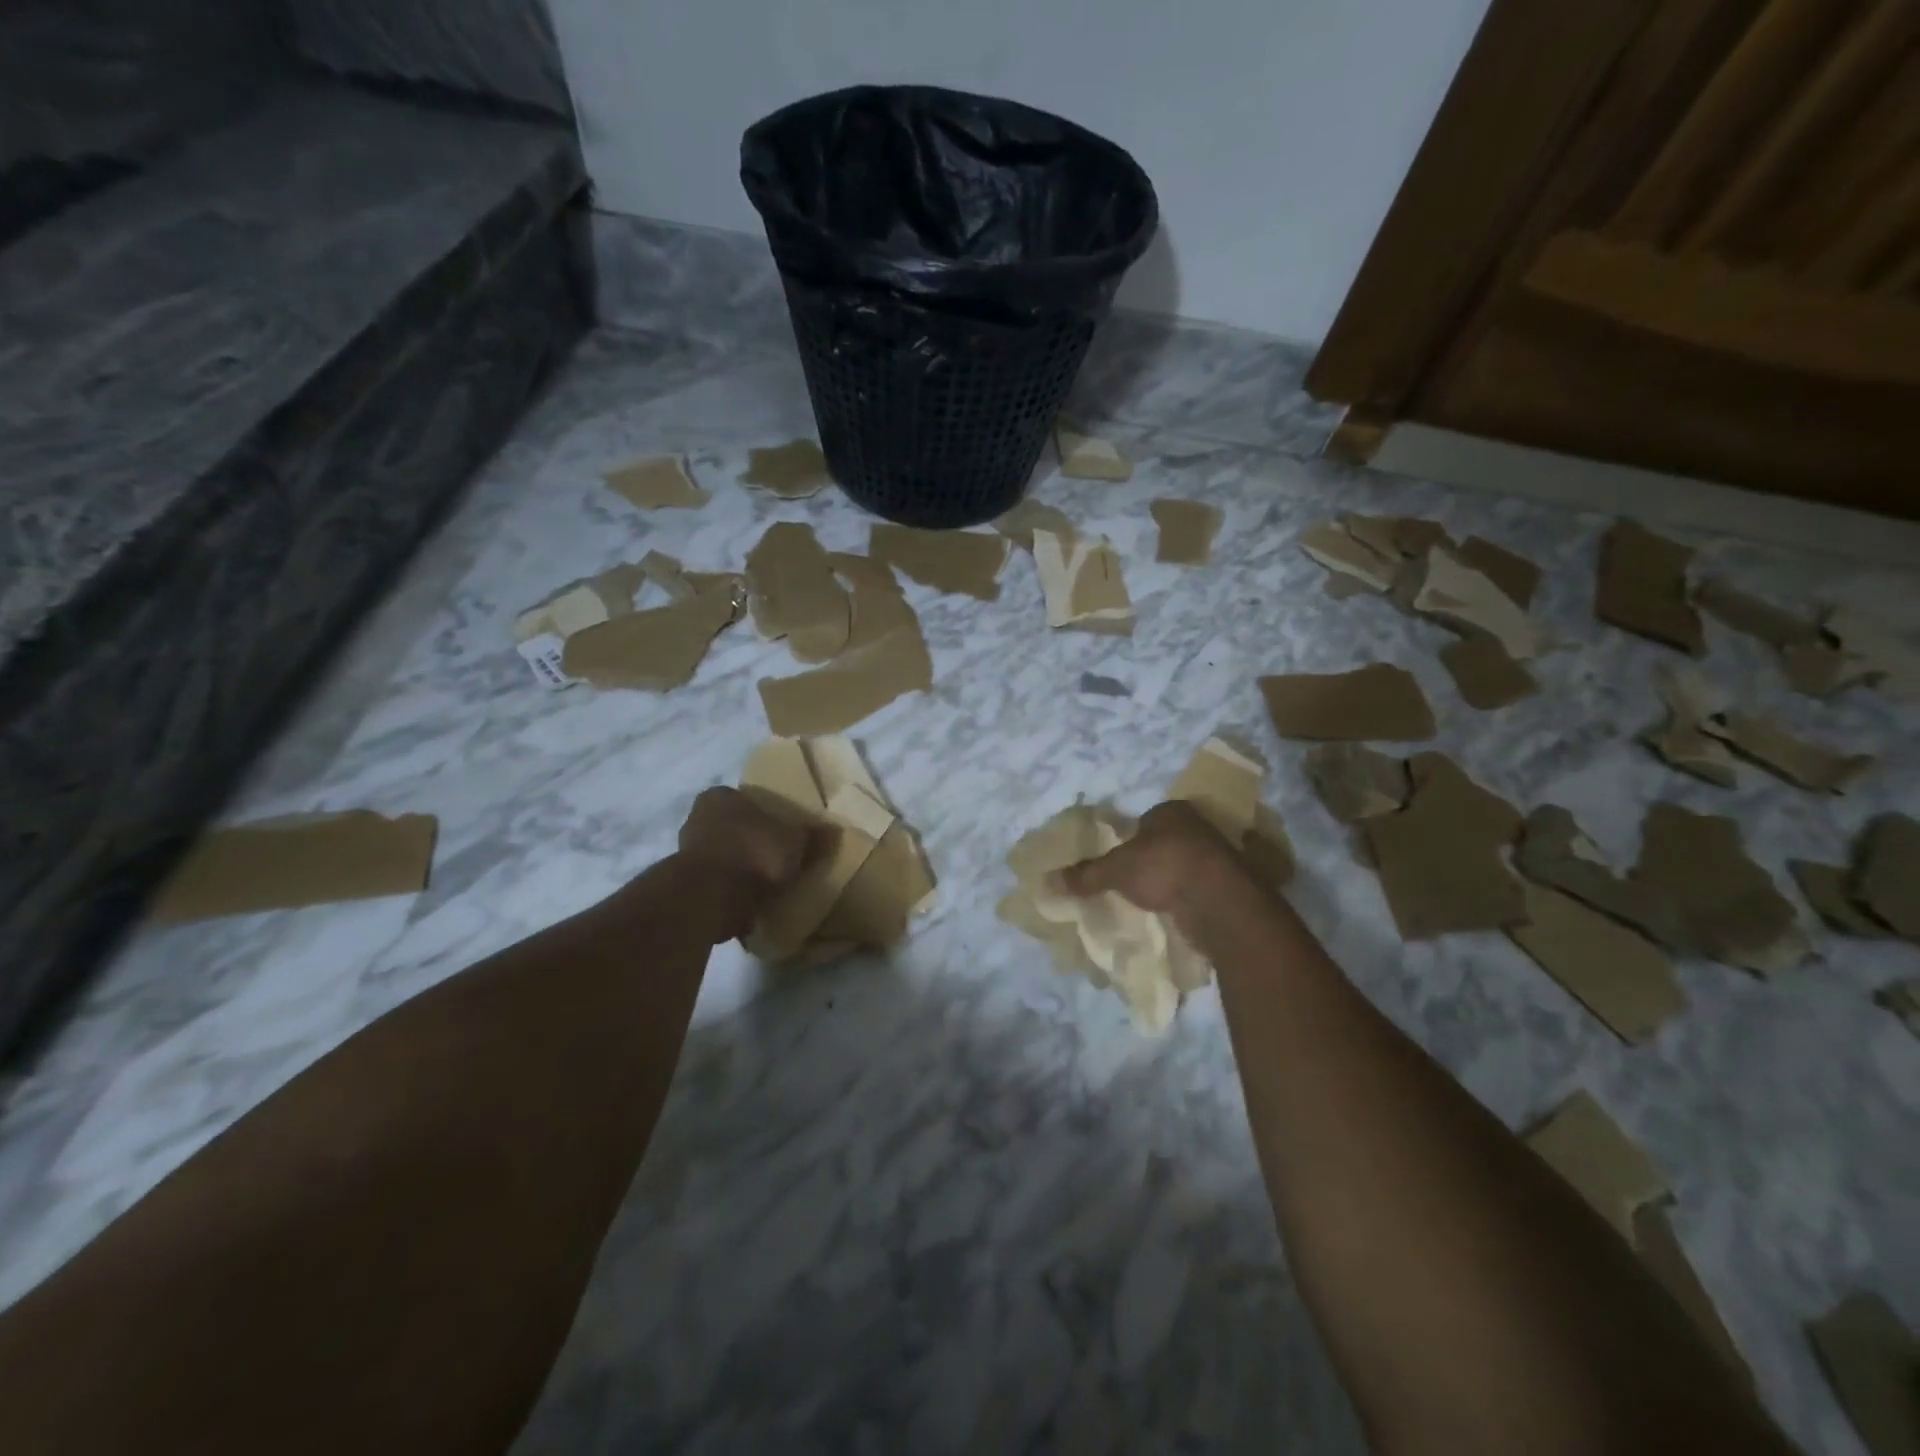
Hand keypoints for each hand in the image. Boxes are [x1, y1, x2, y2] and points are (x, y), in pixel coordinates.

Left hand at [677, 787, 820, 939]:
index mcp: (720, 797)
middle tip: (778, 860)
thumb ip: (812, 836)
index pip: (745, 800)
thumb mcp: (795, 841)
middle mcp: (696, 818)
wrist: (711, 897)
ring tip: (767, 887)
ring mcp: (685, 853)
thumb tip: (834, 832)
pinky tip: (750, 904)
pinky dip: (730, 893)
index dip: (766, 816)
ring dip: (740, 871)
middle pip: (732, 829)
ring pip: (723, 857)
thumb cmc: (753, 852)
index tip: (783, 834)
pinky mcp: (684, 886)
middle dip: (752, 844)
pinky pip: (715, 884)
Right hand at [1055, 800, 1254, 925]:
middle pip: (1168, 841)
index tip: (1120, 861)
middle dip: (1154, 859)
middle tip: (1134, 882)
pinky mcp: (1233, 884)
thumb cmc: (1164, 868)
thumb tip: (1049, 879)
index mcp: (1172, 811)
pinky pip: (1203, 888)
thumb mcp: (1115, 870)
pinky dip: (1191, 898)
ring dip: (1174, 880)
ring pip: (1187, 865)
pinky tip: (1178, 913)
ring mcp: (1220, 855)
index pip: (1146, 820)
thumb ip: (1086, 874)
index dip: (1131, 838)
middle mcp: (1199, 826)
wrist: (1219, 901)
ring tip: (1154, 900)